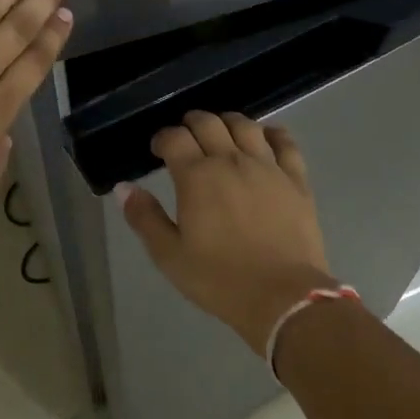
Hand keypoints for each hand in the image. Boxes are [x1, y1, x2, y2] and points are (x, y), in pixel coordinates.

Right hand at [118, 111, 337, 355]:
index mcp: (197, 176)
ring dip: (228, 122)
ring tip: (221, 132)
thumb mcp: (170, 255)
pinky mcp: (296, 180)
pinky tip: (267, 137)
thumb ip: (144, 217)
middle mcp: (231, 160)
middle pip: (208, 123)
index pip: (174, 138)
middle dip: (191, 123)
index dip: (162, 138)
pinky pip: (286, 143)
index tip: (157, 150)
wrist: (283, 296)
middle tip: (186, 138)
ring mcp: (267, 167)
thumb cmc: (219, 279)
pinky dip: (273, 133)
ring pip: (246, 125)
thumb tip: (124, 187)